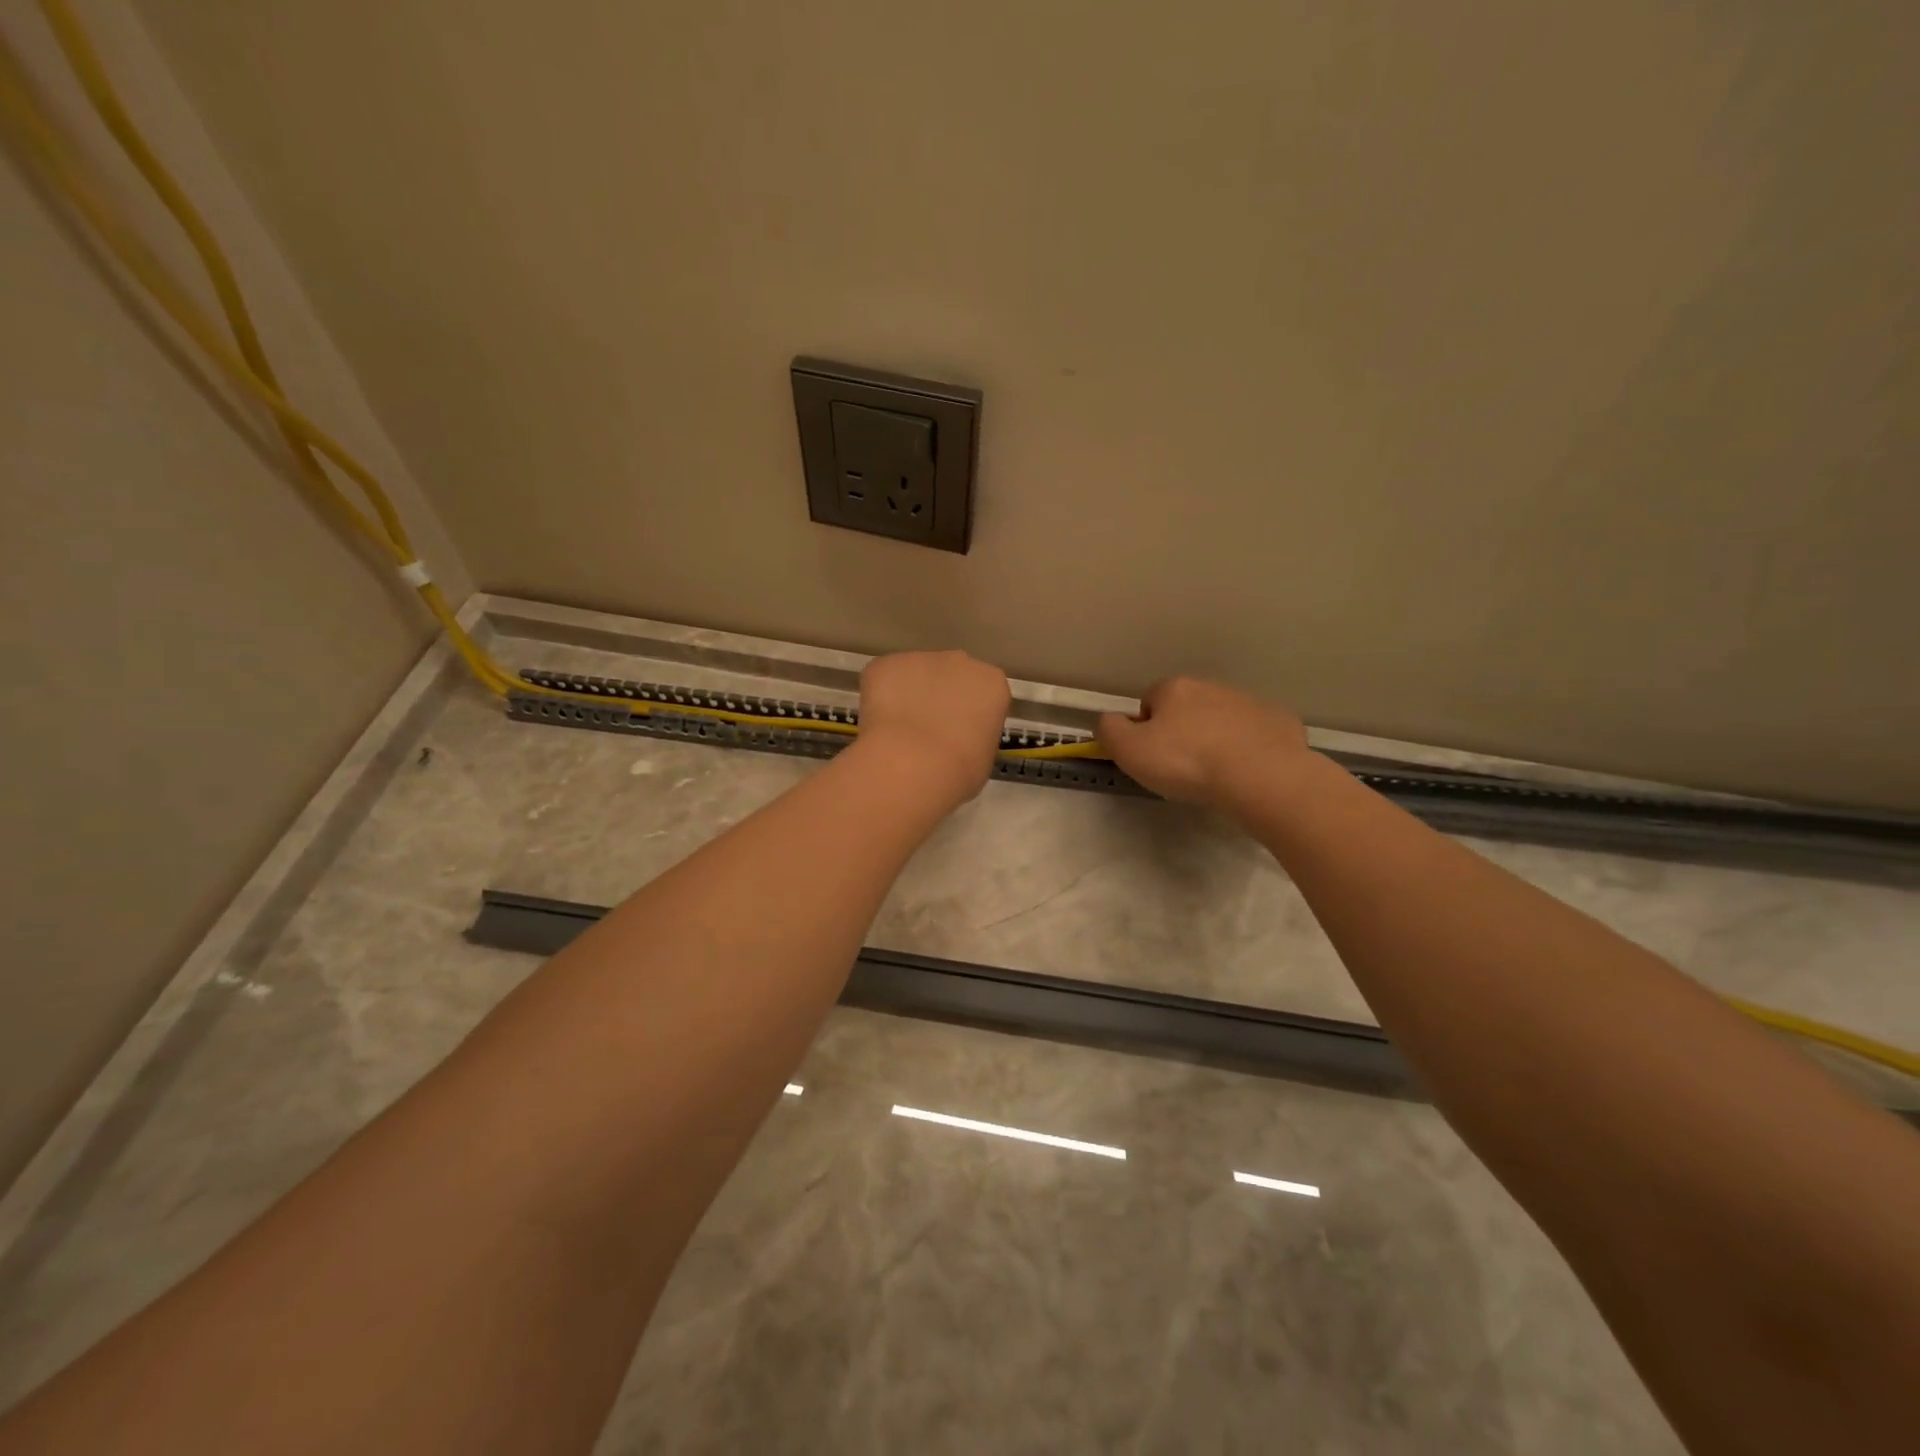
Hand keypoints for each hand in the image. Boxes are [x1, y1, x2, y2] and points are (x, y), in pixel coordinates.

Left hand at [855, 650, 1010, 805]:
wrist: (911, 765)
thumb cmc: (959, 771)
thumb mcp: (983, 758)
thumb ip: (974, 736)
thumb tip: (958, 739)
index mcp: (991, 683)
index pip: (984, 693)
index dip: (970, 713)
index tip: (960, 734)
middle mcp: (959, 661)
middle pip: (950, 675)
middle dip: (940, 696)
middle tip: (928, 731)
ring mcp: (919, 658)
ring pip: (914, 676)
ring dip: (908, 696)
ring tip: (898, 733)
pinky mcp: (883, 664)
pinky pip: (882, 680)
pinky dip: (879, 698)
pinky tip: (878, 727)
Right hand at [1097, 677, 1312, 811]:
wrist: (1261, 776)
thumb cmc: (1187, 763)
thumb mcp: (1130, 751)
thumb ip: (1109, 731)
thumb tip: (1109, 720)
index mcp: (1174, 689)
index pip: (1148, 702)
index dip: (1145, 731)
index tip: (1152, 758)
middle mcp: (1212, 686)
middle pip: (1187, 708)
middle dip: (1182, 732)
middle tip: (1182, 769)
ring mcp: (1249, 702)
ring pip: (1222, 719)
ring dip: (1215, 739)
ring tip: (1216, 775)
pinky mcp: (1279, 721)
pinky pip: (1255, 734)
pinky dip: (1249, 748)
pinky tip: (1247, 773)